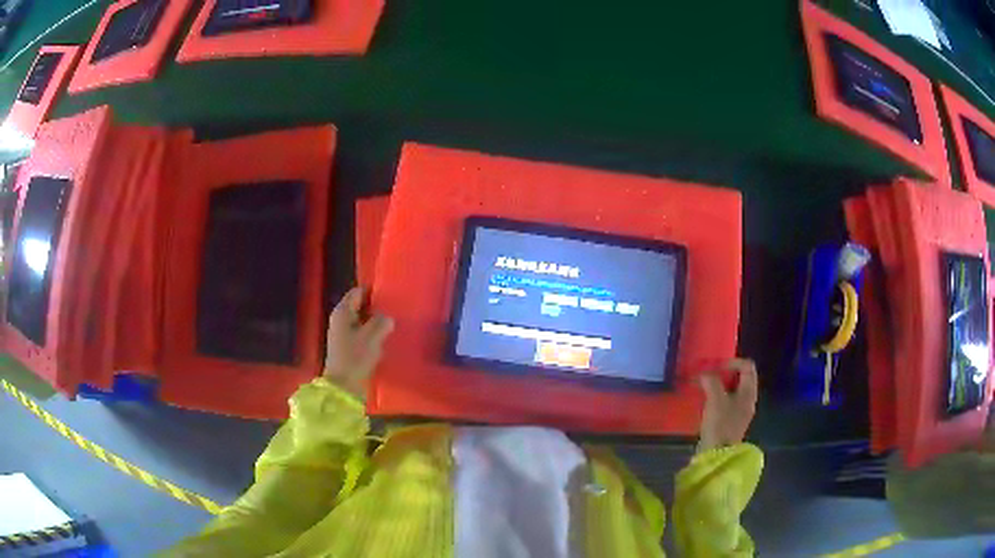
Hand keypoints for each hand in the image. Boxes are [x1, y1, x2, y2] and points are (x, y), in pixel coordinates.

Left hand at [323, 287, 394, 399]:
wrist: (343, 387)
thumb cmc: (355, 357)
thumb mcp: (372, 337)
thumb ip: (382, 322)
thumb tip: (387, 317)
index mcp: (342, 312)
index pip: (358, 292)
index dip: (373, 291)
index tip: (390, 294)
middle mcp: (340, 320)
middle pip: (360, 306)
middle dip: (376, 308)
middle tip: (395, 309)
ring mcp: (342, 335)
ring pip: (361, 321)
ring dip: (375, 323)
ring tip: (393, 324)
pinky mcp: (347, 348)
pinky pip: (361, 335)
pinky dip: (372, 335)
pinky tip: (384, 339)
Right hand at [697, 359, 758, 452]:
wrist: (717, 454)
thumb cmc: (720, 424)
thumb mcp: (715, 399)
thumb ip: (711, 381)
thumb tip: (704, 374)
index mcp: (749, 392)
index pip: (747, 366)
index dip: (733, 362)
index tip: (716, 368)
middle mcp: (748, 399)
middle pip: (741, 377)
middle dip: (724, 373)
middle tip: (708, 376)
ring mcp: (741, 411)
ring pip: (733, 389)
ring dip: (719, 385)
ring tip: (704, 387)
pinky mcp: (731, 420)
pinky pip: (727, 401)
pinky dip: (717, 396)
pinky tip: (706, 401)